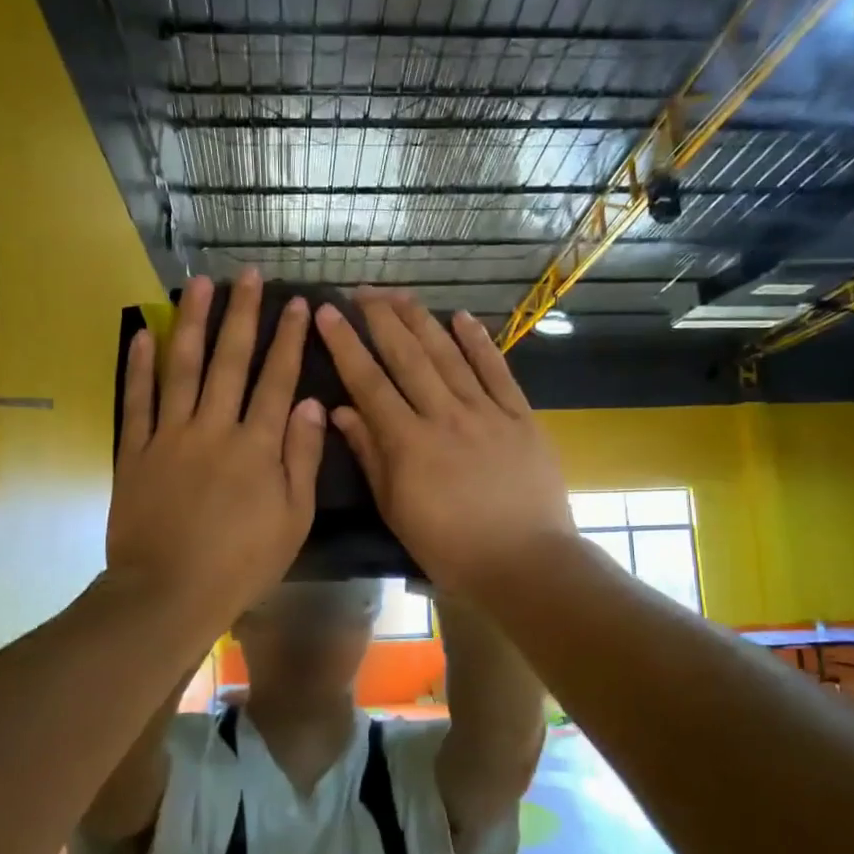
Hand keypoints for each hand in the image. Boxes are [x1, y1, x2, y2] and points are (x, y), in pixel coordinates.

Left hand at [108, 269, 326, 631]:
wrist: (169, 592)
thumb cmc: (241, 562)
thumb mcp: (292, 520)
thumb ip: (302, 459)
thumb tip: (310, 404)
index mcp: (257, 446)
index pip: (277, 380)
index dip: (288, 339)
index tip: (296, 303)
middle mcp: (214, 428)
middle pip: (230, 361)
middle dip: (242, 315)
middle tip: (247, 275)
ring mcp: (170, 436)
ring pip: (182, 368)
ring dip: (192, 323)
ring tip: (198, 285)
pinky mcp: (136, 451)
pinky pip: (137, 401)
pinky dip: (138, 366)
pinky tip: (143, 333)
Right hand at [314, 294, 574, 598]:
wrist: (526, 562)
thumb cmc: (452, 547)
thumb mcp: (398, 510)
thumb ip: (371, 456)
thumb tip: (341, 411)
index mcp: (409, 443)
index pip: (369, 383)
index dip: (346, 345)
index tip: (328, 312)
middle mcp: (445, 416)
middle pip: (408, 357)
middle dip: (382, 319)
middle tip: (362, 291)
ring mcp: (486, 412)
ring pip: (449, 355)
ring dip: (422, 320)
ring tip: (400, 294)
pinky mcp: (521, 416)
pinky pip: (497, 370)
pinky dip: (479, 342)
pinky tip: (462, 317)